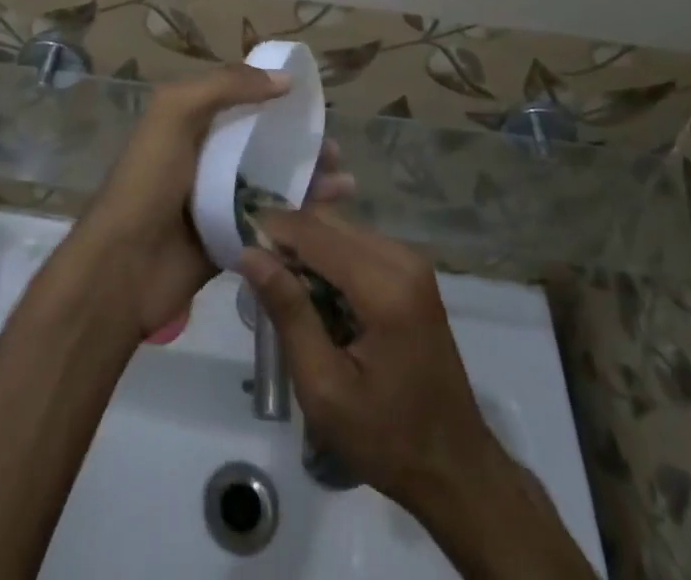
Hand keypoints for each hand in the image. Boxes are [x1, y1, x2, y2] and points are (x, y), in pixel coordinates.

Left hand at [75, 67, 354, 339]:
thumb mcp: (175, 113)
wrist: (124, 268)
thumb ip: (225, 86)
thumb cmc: (148, 180)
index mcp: (191, 124)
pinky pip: (274, 222)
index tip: (313, 99)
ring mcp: (221, 201)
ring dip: (310, 179)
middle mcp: (208, 158)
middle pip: (265, 143)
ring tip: (345, 181)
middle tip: (335, 148)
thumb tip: (284, 79)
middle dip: (301, 142)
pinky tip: (333, 214)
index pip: (241, 101)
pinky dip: (303, 217)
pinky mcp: (234, 240)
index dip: (275, 97)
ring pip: (275, 183)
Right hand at [237, 209, 505, 520]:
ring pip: (341, 229)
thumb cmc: (386, 437)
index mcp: (385, 285)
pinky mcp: (412, 272)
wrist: (454, 467)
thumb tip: (249, 253)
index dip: (271, 231)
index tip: (236, 244)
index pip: (314, 232)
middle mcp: (403, 258)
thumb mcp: (324, 387)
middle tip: (256, 271)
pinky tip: (315, 295)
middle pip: (329, 223)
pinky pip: (358, 245)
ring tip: (282, 288)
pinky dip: (329, 259)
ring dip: (307, 249)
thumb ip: (288, 312)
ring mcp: (412, 262)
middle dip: (288, 239)